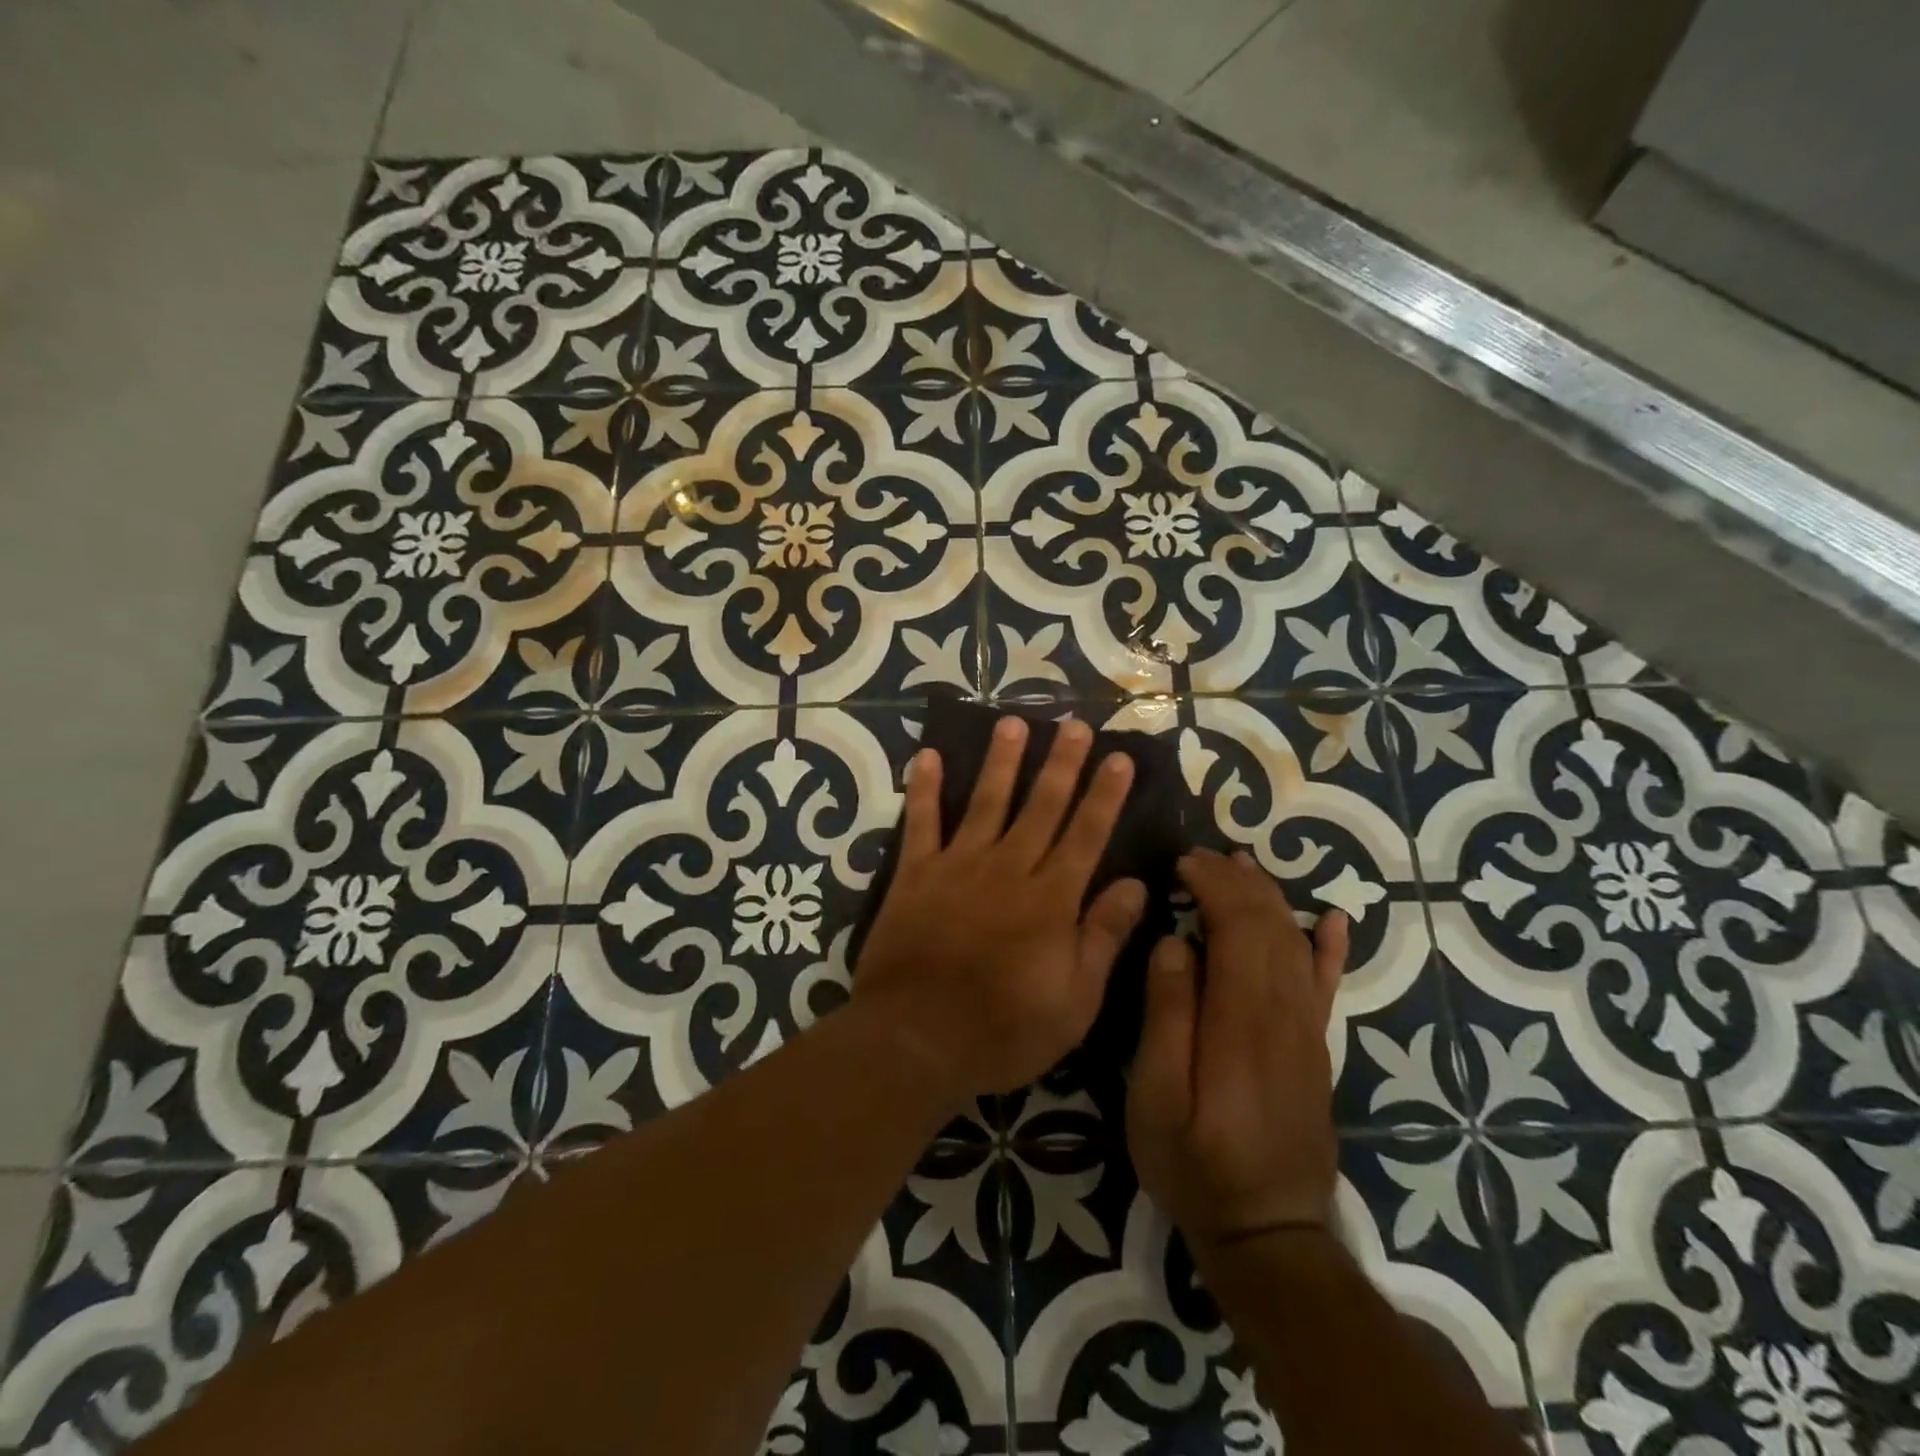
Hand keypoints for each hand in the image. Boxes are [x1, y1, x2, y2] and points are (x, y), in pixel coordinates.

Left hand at [854, 715, 1144, 1107]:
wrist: (915, 1040)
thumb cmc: (1003, 1031)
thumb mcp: (1074, 1002)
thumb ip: (1104, 937)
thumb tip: (1137, 884)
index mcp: (1050, 900)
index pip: (1086, 835)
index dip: (1104, 795)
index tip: (1119, 757)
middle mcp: (1008, 869)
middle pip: (1041, 806)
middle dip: (1062, 764)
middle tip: (1075, 724)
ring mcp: (958, 866)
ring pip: (986, 802)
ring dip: (1001, 761)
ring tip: (1013, 723)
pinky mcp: (915, 874)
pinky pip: (921, 822)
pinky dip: (923, 788)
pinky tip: (926, 756)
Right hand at [1127, 848, 1349, 1249]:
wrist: (1269, 1234)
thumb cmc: (1195, 1164)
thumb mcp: (1157, 1098)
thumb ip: (1166, 1016)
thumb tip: (1174, 943)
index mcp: (1243, 1019)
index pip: (1239, 926)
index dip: (1214, 885)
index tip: (1180, 863)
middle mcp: (1285, 1013)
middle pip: (1270, 925)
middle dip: (1236, 880)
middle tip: (1197, 856)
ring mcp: (1308, 1030)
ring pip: (1296, 943)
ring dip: (1270, 897)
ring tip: (1241, 864)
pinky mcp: (1316, 1048)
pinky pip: (1328, 984)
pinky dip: (1331, 946)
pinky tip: (1333, 918)